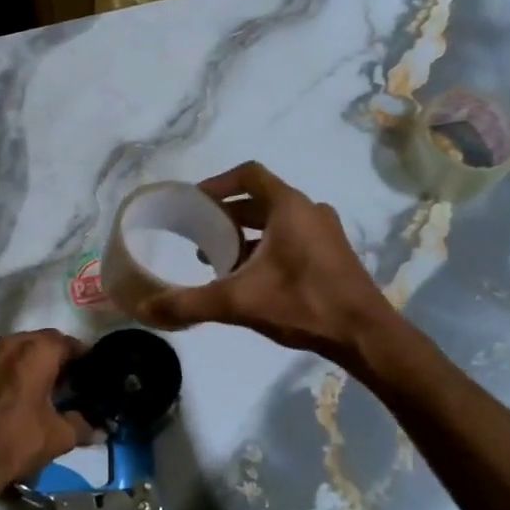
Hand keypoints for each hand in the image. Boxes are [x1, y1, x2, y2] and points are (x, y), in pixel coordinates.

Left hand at [0, 330, 90, 498]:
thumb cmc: (17, 442)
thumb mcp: (59, 437)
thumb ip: (83, 426)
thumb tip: (100, 429)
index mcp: (36, 352)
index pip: (67, 342)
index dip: (80, 355)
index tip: (87, 370)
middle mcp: (9, 343)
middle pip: (39, 341)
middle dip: (53, 355)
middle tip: (63, 379)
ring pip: (13, 347)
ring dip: (26, 359)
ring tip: (33, 383)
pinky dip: (3, 367)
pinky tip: (6, 390)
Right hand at [137, 162, 393, 361]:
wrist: (364, 335)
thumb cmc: (303, 304)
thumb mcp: (239, 302)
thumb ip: (189, 302)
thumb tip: (146, 308)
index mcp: (289, 207)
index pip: (248, 175)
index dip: (218, 183)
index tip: (194, 202)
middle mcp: (309, 210)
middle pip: (260, 199)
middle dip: (226, 214)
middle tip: (198, 233)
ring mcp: (325, 232)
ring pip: (276, 220)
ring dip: (246, 233)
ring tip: (218, 258)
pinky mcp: (332, 253)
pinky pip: (291, 237)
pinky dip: (266, 246)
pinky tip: (250, 277)